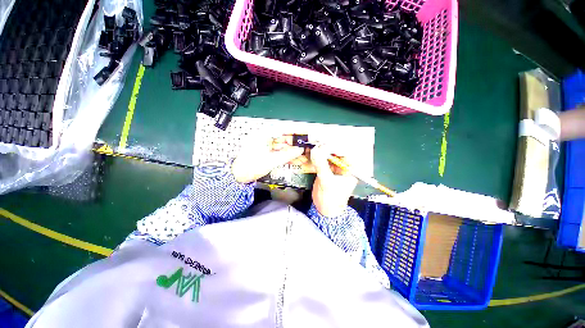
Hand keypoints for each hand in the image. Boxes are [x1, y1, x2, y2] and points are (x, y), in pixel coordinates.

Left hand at [232, 134, 305, 182]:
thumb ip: (288, 155)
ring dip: (293, 151)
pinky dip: (287, 155)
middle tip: (306, 147)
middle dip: (295, 144)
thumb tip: (300, 150)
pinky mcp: (267, 152)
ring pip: (283, 146)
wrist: (239, 176)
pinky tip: (296, 159)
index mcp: (263, 135)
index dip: (294, 131)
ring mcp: (266, 145)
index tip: (304, 133)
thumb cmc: (251, 166)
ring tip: (304, 155)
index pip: (282, 129)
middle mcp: (265, 138)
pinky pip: (279, 152)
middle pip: (284, 138)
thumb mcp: (272, 161)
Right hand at [310, 145, 357, 216]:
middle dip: (326, 148)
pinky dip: (317, 158)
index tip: (325, 140)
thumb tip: (316, 150)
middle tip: (317, 141)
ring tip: (313, 145)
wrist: (324, 211)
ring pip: (328, 157)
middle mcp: (343, 168)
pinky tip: (311, 153)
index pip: (344, 153)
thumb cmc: (331, 198)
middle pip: (335, 154)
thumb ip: (321, 165)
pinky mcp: (326, 172)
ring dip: (321, 152)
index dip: (335, 146)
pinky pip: (322, 162)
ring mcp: (334, 170)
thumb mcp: (327, 181)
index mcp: (349, 170)